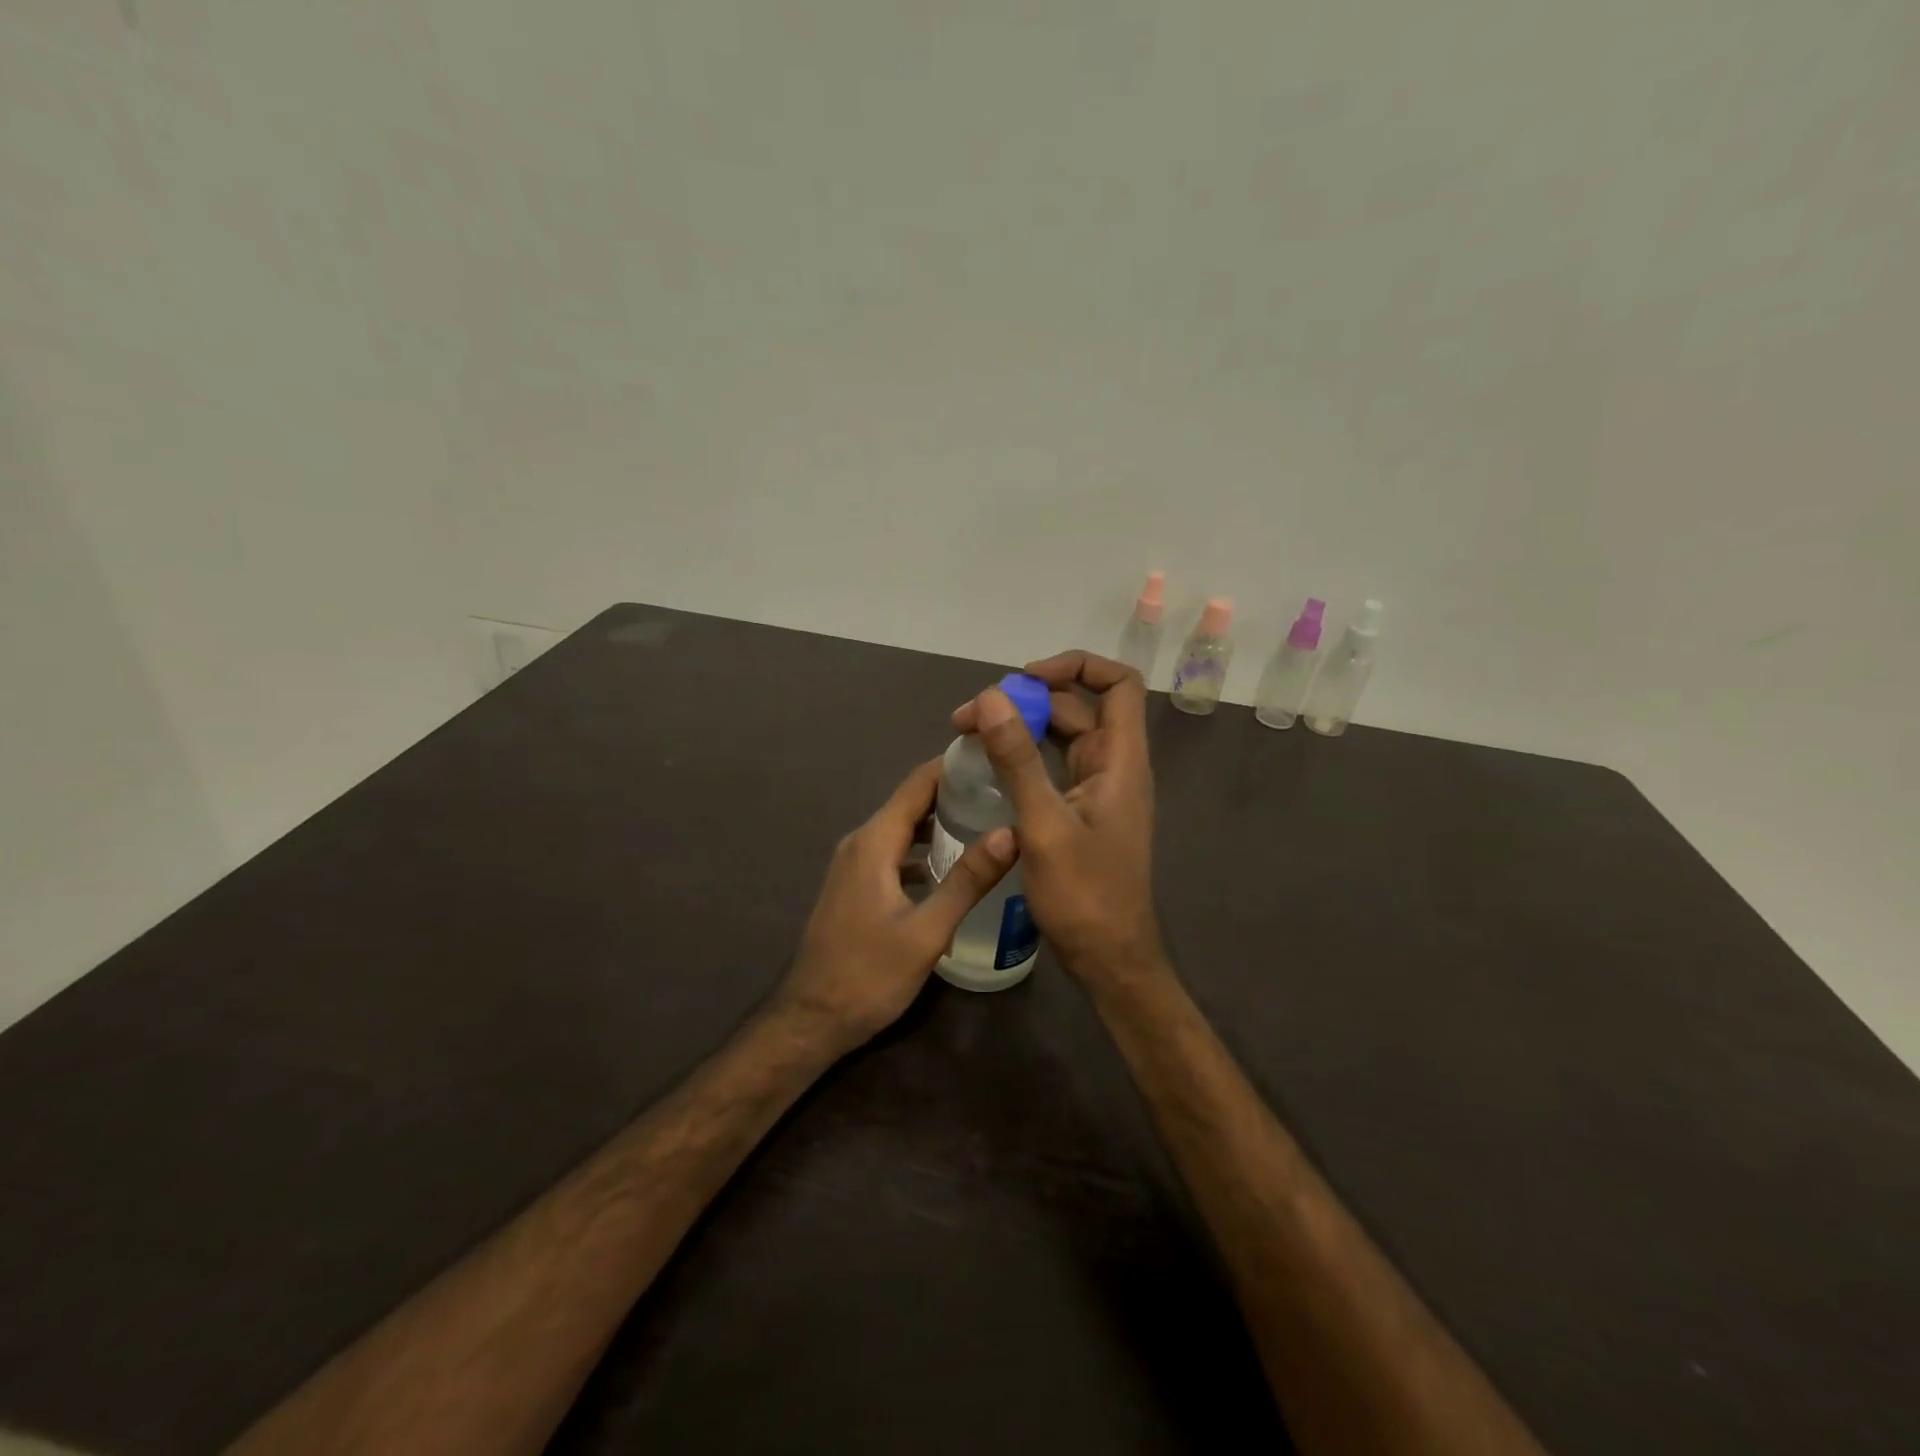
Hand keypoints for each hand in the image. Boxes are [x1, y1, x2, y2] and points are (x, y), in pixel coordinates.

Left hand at [776, 758, 1015, 1052]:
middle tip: (1002, 789)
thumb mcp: (927, 932)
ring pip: (902, 829)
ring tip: (986, 820)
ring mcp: (854, 865)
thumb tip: (1011, 832)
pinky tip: (952, 867)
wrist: (812, 1020)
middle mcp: (861, 843)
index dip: (953, 765)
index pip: (917, 784)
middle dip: (953, 791)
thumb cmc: (868, 975)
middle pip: (910, 803)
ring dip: (939, 822)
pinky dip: (923, 850)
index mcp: (874, 843)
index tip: (993, 755)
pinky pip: (894, 853)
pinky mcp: (856, 886)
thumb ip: (967, 880)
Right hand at [951, 650, 1165, 987]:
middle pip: (1079, 708)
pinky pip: (1054, 768)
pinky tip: (989, 769)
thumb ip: (1017, 760)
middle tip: (970, 717)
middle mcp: (1114, 767)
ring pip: (1063, 738)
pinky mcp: (1082, 813)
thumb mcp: (1043, 824)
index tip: (1025, 679)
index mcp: (1121, 760)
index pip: (1118, 684)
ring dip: (1021, 729)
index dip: (1076, 666)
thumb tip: (989, 697)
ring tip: (969, 736)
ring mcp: (1098, 791)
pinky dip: (1024, 758)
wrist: (1108, 959)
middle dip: (1027, 701)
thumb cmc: (1084, 895)